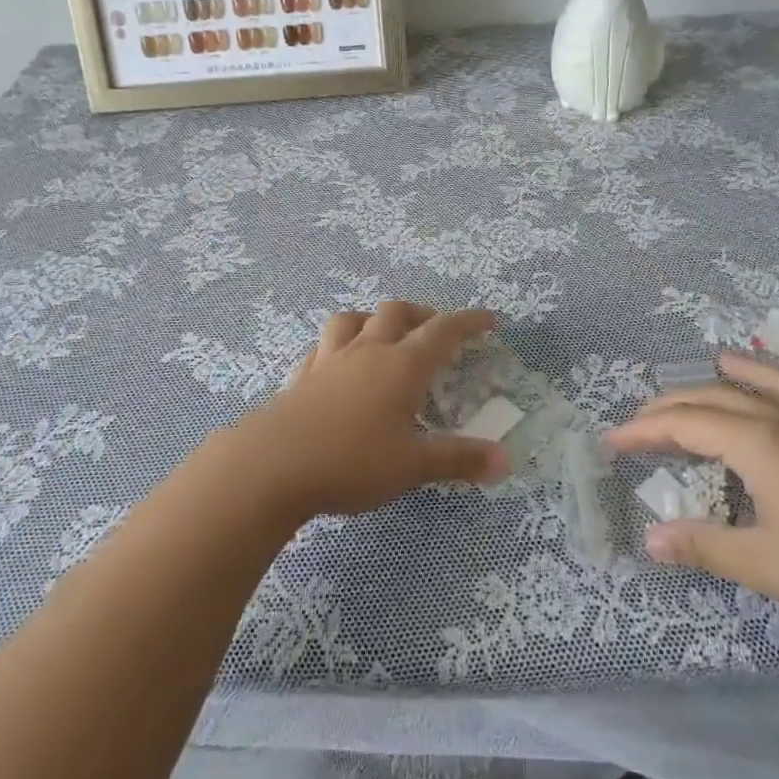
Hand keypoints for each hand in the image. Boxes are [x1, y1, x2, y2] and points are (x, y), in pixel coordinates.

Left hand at [203, 302, 509, 524]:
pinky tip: (339, 363)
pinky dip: (340, 345)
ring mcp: (330, 360)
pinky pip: (324, 345)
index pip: (443, 331)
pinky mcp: (302, 375)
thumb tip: (506, 460)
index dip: (468, 322)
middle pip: (396, 313)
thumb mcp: (412, 466)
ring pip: (353, 319)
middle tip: (435, 331)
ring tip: (384, 336)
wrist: (271, 464)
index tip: (488, 319)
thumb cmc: (352, 461)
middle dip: (421, 315)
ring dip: (375, 320)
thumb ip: (459, 460)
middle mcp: (368, 352)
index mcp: (402, 366)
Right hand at [607, 350, 778, 652]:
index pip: (686, 424)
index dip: (645, 430)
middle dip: (671, 405)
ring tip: (714, 361)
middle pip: (716, 397)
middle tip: (640, 420)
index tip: (613, 441)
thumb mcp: (763, 563)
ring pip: (767, 380)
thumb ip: (703, 545)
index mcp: (759, 443)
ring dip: (733, 373)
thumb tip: (650, 539)